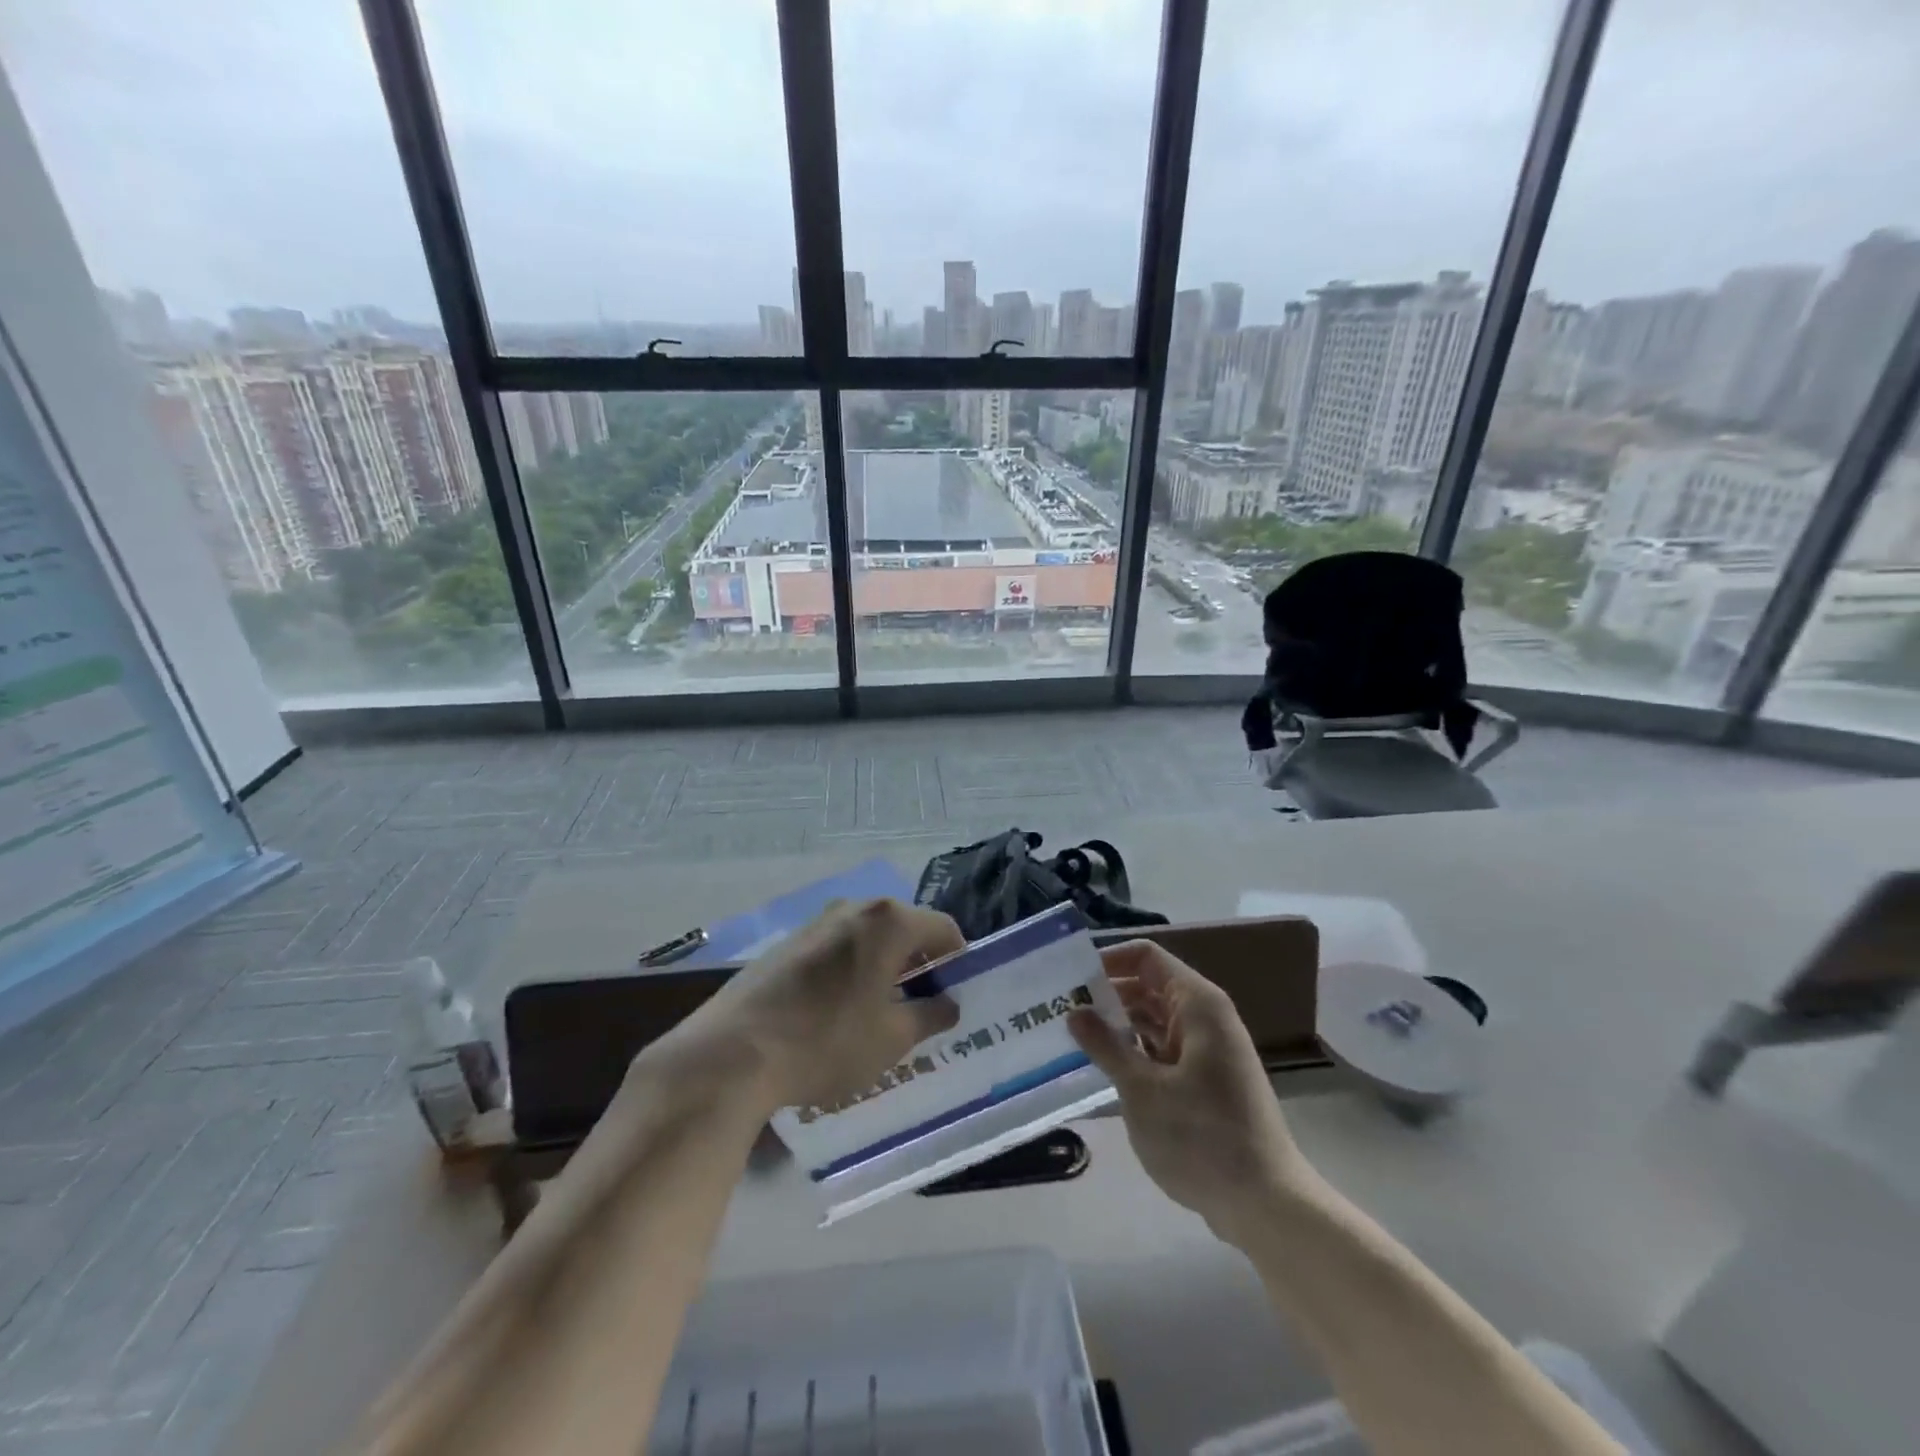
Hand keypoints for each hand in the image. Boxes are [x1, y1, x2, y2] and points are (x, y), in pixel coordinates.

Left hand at [665, 899, 962, 1113]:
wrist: (733, 1052)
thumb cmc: (826, 1041)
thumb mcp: (891, 1038)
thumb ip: (930, 1015)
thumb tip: (948, 1004)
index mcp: (888, 921)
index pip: (943, 928)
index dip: (958, 961)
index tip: (957, 995)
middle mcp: (855, 908)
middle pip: (905, 928)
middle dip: (921, 964)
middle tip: (924, 1007)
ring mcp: (817, 922)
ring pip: (869, 938)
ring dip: (885, 967)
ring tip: (883, 1012)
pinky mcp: (788, 942)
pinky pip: (837, 947)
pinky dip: (853, 970)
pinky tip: (840, 1011)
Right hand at [1068, 940, 1307, 1242]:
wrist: (1267, 1204)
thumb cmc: (1203, 1137)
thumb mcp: (1143, 1090)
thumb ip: (1106, 1045)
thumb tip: (1075, 1011)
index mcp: (1197, 1004)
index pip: (1146, 957)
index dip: (1109, 960)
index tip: (1070, 978)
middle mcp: (1205, 1018)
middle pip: (1148, 987)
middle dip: (1106, 995)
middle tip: (1059, 1010)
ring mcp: (1207, 1051)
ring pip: (1153, 1021)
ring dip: (1117, 1026)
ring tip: (1071, 1037)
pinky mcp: (1205, 1082)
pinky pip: (1162, 1050)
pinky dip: (1134, 1053)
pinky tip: (1101, 1069)